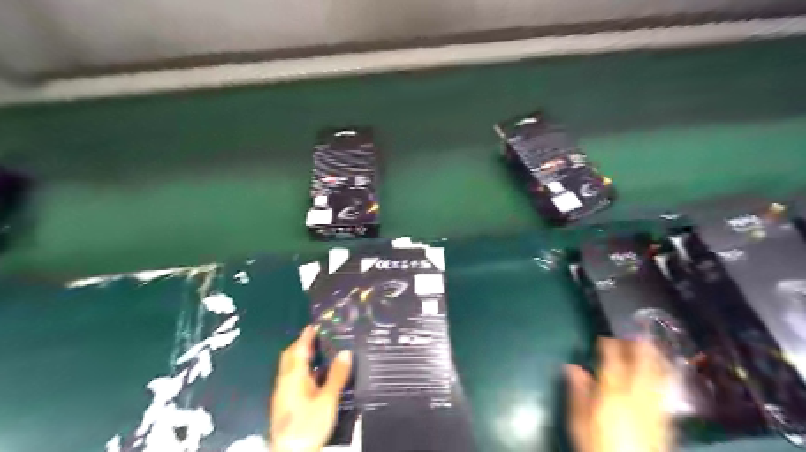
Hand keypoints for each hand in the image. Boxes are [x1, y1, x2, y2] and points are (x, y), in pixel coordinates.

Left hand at [270, 326, 352, 450]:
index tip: (315, 325)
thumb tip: (346, 352)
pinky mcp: (286, 404)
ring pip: (291, 368)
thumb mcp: (328, 400)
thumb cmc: (308, 424)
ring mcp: (284, 394)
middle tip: (318, 337)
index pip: (299, 349)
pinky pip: (293, 379)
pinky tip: (317, 377)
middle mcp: (285, 382)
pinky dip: (303, 371)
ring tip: (321, 353)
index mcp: (293, 377)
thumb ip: (337, 375)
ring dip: (302, 358)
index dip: (306, 336)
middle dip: (301, 345)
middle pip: (290, 357)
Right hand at [562, 336, 671, 451]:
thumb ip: (578, 392)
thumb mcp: (579, 421)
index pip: (613, 360)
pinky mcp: (665, 419)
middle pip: (644, 362)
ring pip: (659, 373)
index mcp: (613, 393)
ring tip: (646, 347)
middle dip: (639, 345)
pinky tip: (658, 373)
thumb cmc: (598, 447)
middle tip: (630, 335)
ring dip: (653, 357)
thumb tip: (572, 367)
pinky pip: (665, 388)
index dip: (609, 344)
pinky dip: (661, 374)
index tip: (603, 338)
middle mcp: (638, 395)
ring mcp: (655, 407)